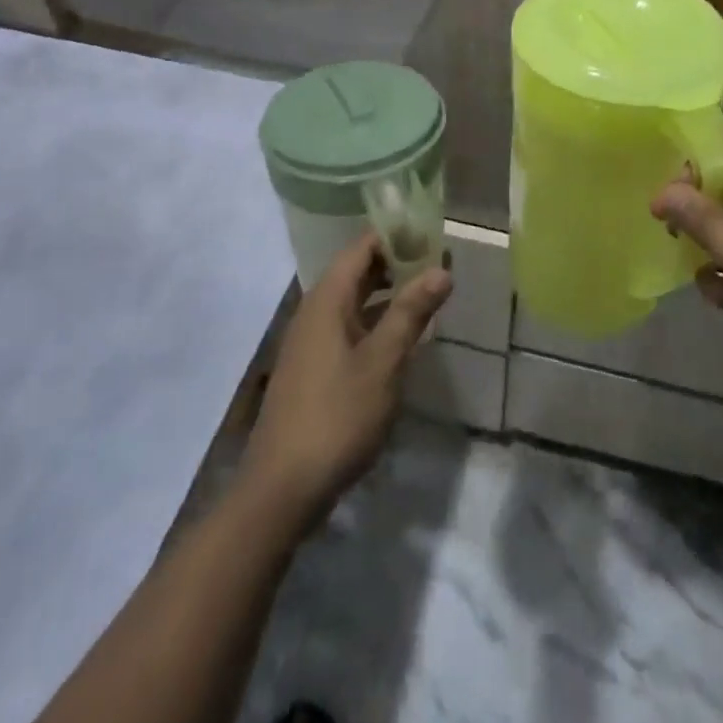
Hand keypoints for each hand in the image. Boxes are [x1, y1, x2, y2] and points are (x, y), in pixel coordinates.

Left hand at [238, 233, 450, 532]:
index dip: (396, 235)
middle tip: (440, 261)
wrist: (281, 489)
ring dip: (389, 293)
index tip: (433, 233)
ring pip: (354, 302)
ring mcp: (311, 343)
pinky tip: (402, 337)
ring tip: (429, 293)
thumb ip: (410, 312)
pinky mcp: (313, 370)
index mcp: (326, 300)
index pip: (362, 247)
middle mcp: (315, 312)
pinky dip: (377, 321)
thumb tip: (441, 269)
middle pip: (357, 272)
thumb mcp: (382, 362)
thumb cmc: (336, 416)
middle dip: (397, 262)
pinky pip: (350, 328)